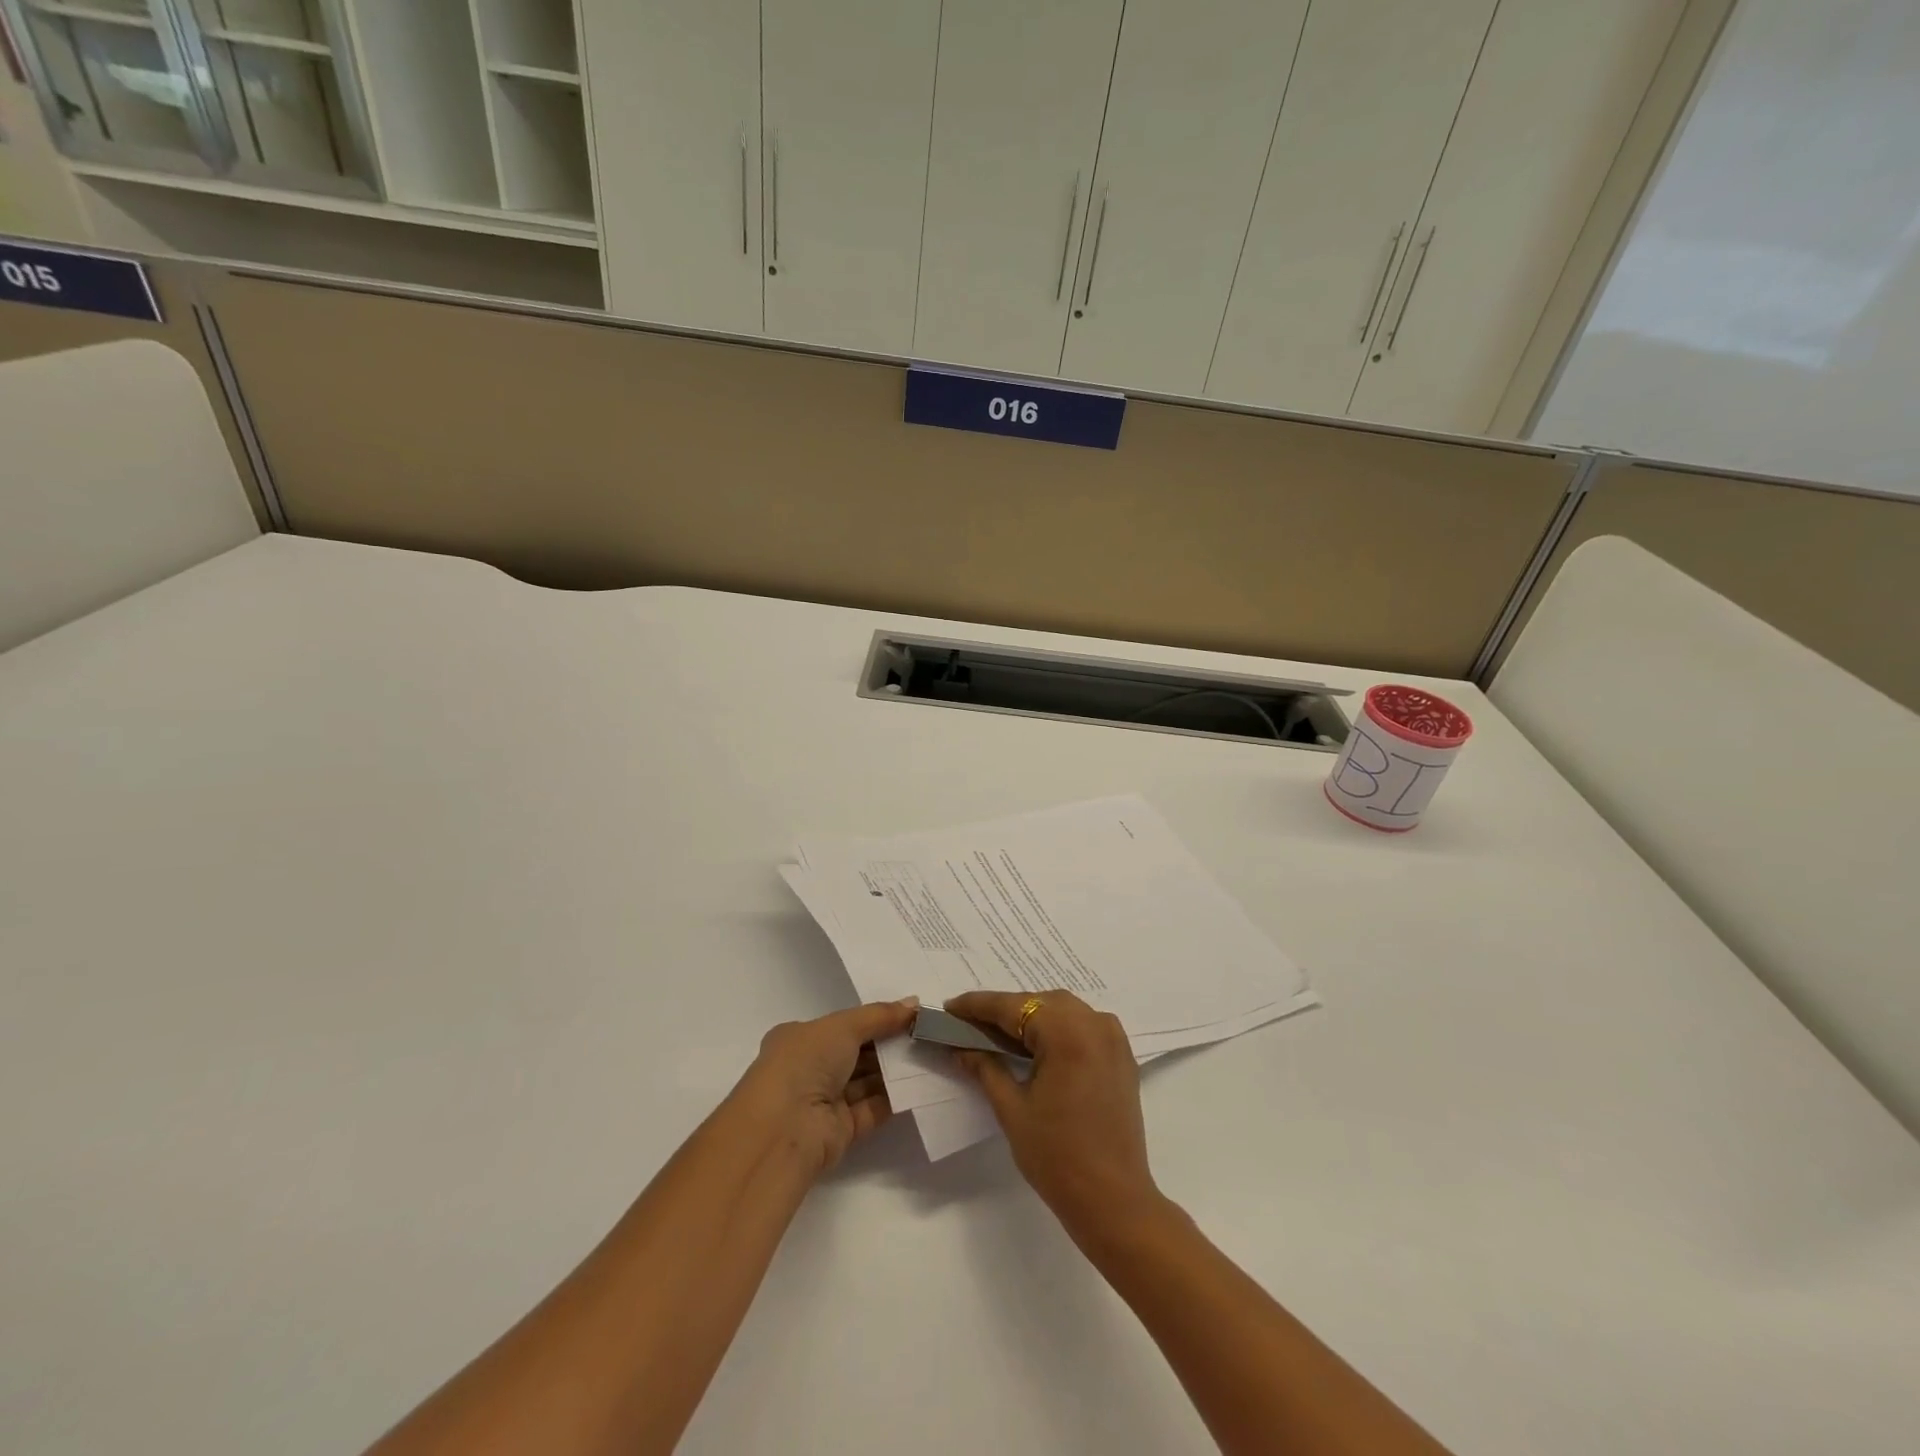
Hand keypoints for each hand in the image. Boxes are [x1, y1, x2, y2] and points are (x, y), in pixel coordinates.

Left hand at [734, 998, 917, 1174]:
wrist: (785, 1129)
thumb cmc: (805, 1063)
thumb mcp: (843, 1026)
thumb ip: (880, 1016)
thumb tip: (914, 1004)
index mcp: (799, 1039)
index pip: (841, 1026)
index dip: (873, 1020)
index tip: (907, 1016)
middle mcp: (808, 1070)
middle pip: (856, 1053)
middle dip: (888, 1045)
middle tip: (925, 1034)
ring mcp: (824, 1102)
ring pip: (866, 1081)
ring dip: (895, 1071)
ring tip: (930, 1055)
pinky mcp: (841, 1131)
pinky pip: (872, 1108)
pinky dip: (894, 1097)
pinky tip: (921, 1083)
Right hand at [945, 990, 1161, 1241]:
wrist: (1114, 1202)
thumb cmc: (1057, 1157)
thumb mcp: (1012, 1109)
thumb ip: (985, 1067)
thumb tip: (960, 1046)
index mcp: (1068, 1032)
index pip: (1013, 1007)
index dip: (978, 1005)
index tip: (949, 1006)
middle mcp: (1095, 1023)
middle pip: (1039, 1002)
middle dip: (1004, 1011)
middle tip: (970, 1024)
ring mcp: (1113, 1037)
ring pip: (1062, 1010)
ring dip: (1031, 1017)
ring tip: (998, 1035)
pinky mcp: (1122, 1055)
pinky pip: (1083, 1025)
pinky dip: (1057, 1028)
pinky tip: (1035, 1046)